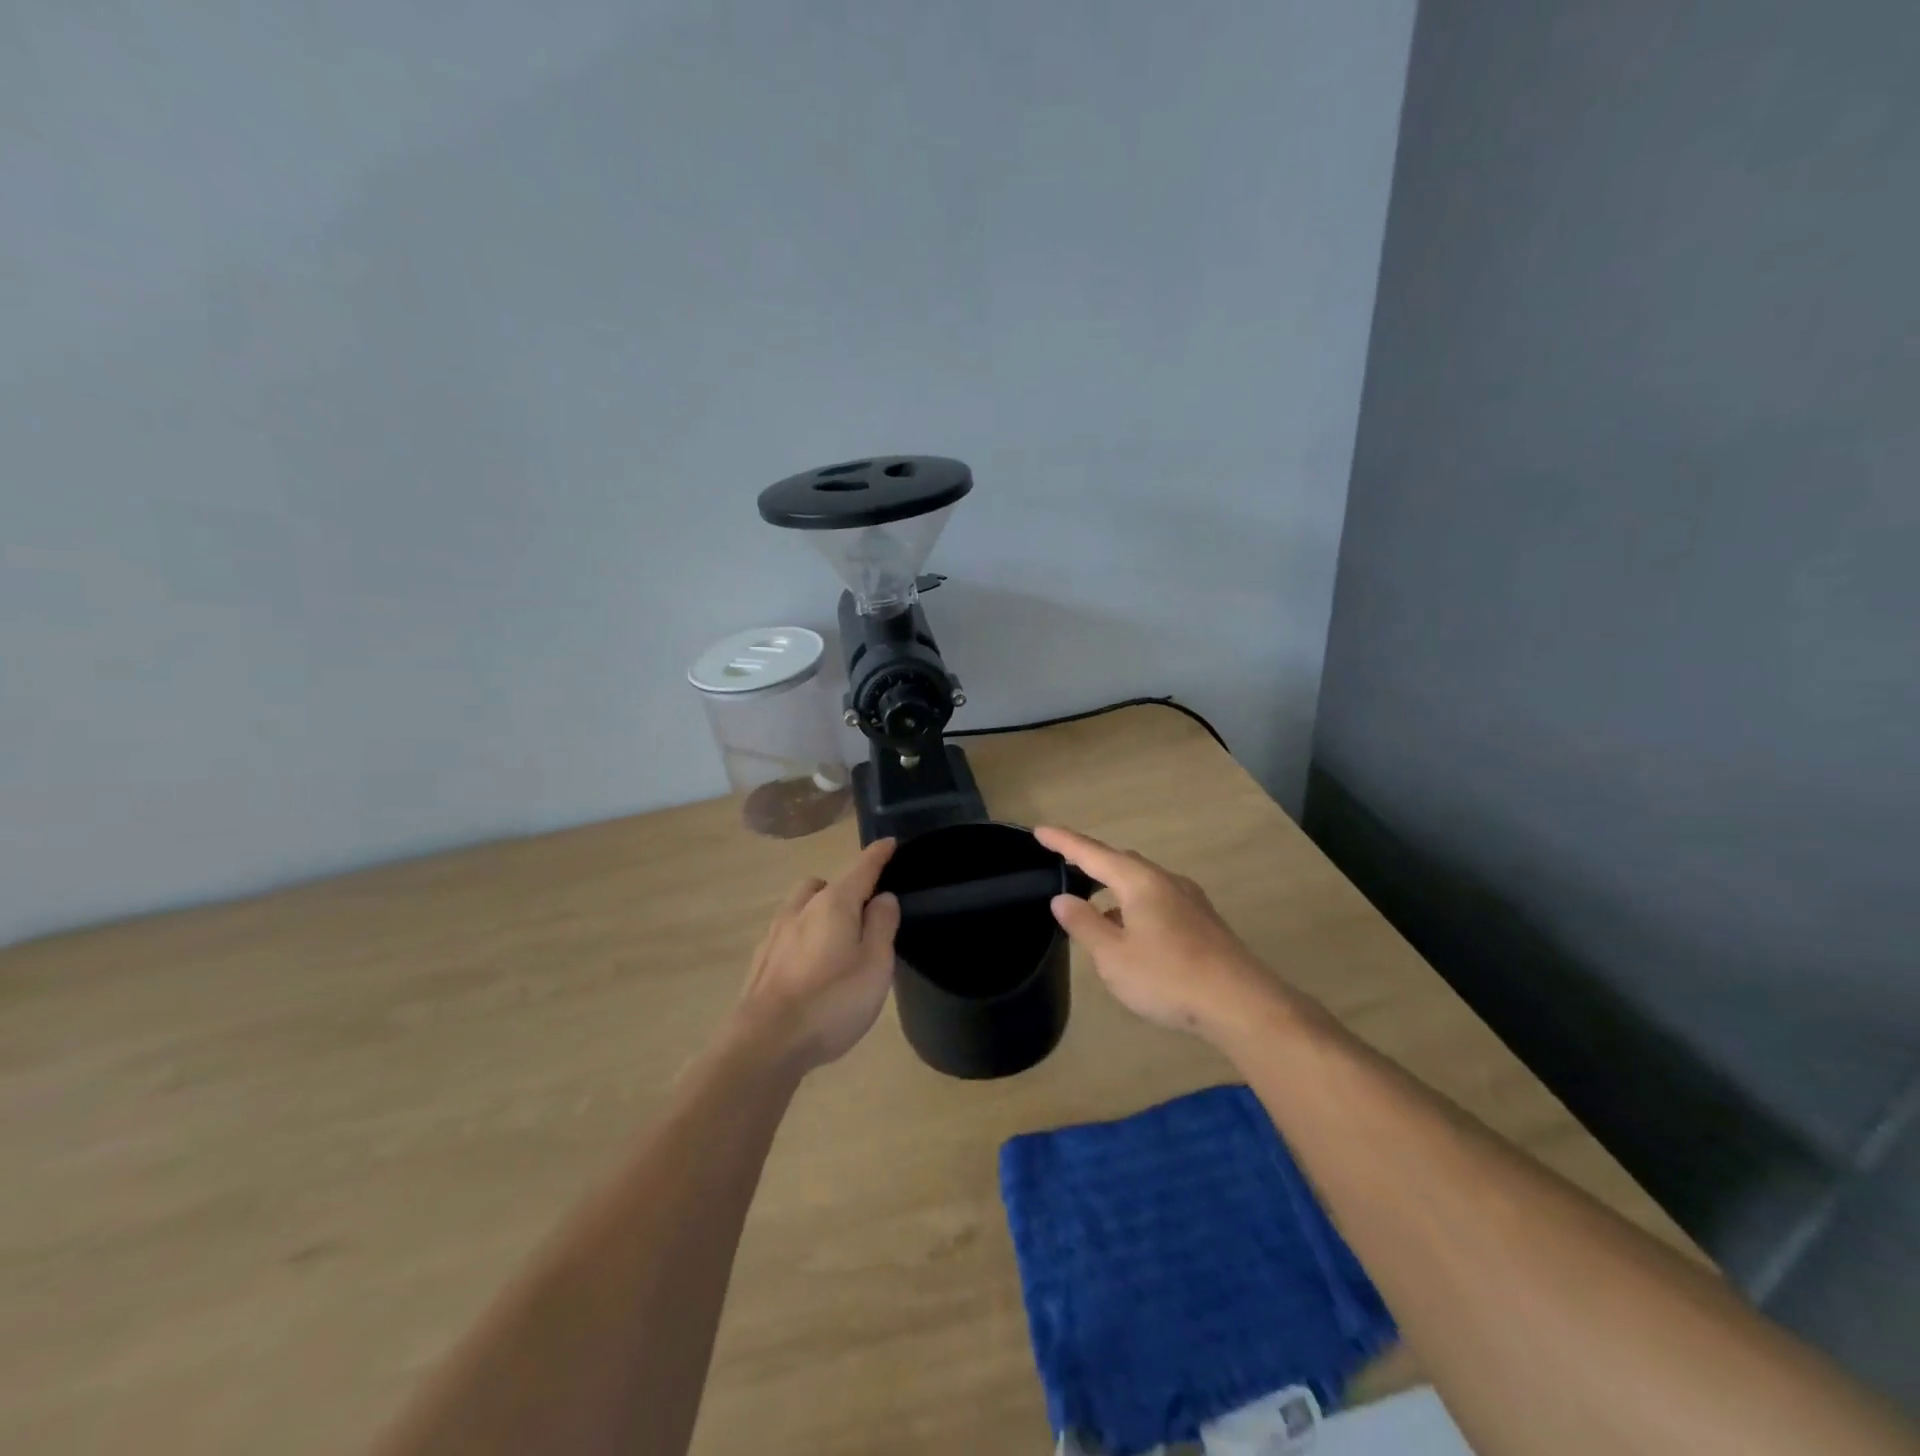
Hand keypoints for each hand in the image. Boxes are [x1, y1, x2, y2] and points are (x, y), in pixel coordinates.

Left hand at [733, 838, 901, 1072]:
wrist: (765, 1043)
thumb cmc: (831, 1001)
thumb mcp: (875, 964)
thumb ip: (881, 925)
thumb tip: (883, 897)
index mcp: (834, 903)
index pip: (862, 868)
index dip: (878, 855)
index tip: (889, 842)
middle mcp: (802, 909)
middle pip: (826, 884)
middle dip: (844, 888)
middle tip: (863, 913)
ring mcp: (776, 934)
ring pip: (801, 907)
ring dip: (819, 912)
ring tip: (835, 940)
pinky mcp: (761, 961)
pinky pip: (787, 934)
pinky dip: (802, 937)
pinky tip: (808, 966)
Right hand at [1035, 826, 1274, 1038]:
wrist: (1242, 1003)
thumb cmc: (1169, 977)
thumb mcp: (1114, 956)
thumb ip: (1085, 924)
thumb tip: (1063, 898)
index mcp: (1140, 882)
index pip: (1092, 853)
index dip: (1064, 841)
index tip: (1039, 830)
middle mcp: (1166, 880)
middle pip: (1121, 862)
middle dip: (1091, 862)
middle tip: (1065, 866)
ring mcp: (1189, 900)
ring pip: (1142, 883)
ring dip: (1114, 889)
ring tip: (1094, 910)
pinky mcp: (1203, 921)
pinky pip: (1158, 900)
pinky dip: (1135, 906)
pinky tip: (1131, 934)